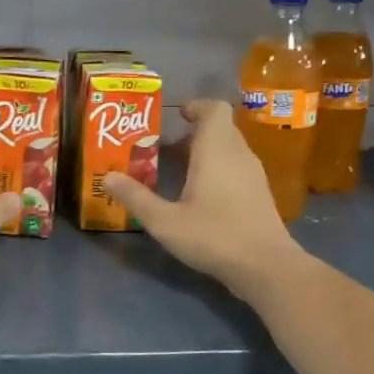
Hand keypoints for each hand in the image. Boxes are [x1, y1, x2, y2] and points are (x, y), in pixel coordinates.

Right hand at [105, 100, 308, 297]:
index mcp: (216, 149)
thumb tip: (106, 177)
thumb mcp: (165, 221)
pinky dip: (218, 169)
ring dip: (206, 152)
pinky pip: (237, 167)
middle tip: (164, 148)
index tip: (175, 118)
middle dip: (193, 132)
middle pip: (220, 127)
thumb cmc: (214, 235)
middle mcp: (239, 154)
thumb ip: (136, 197)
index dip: (196, 107)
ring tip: (178, 170)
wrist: (266, 266)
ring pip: (230, 148)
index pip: (215, 108)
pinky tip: (201, 195)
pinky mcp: (260, 194)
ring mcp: (254, 174)